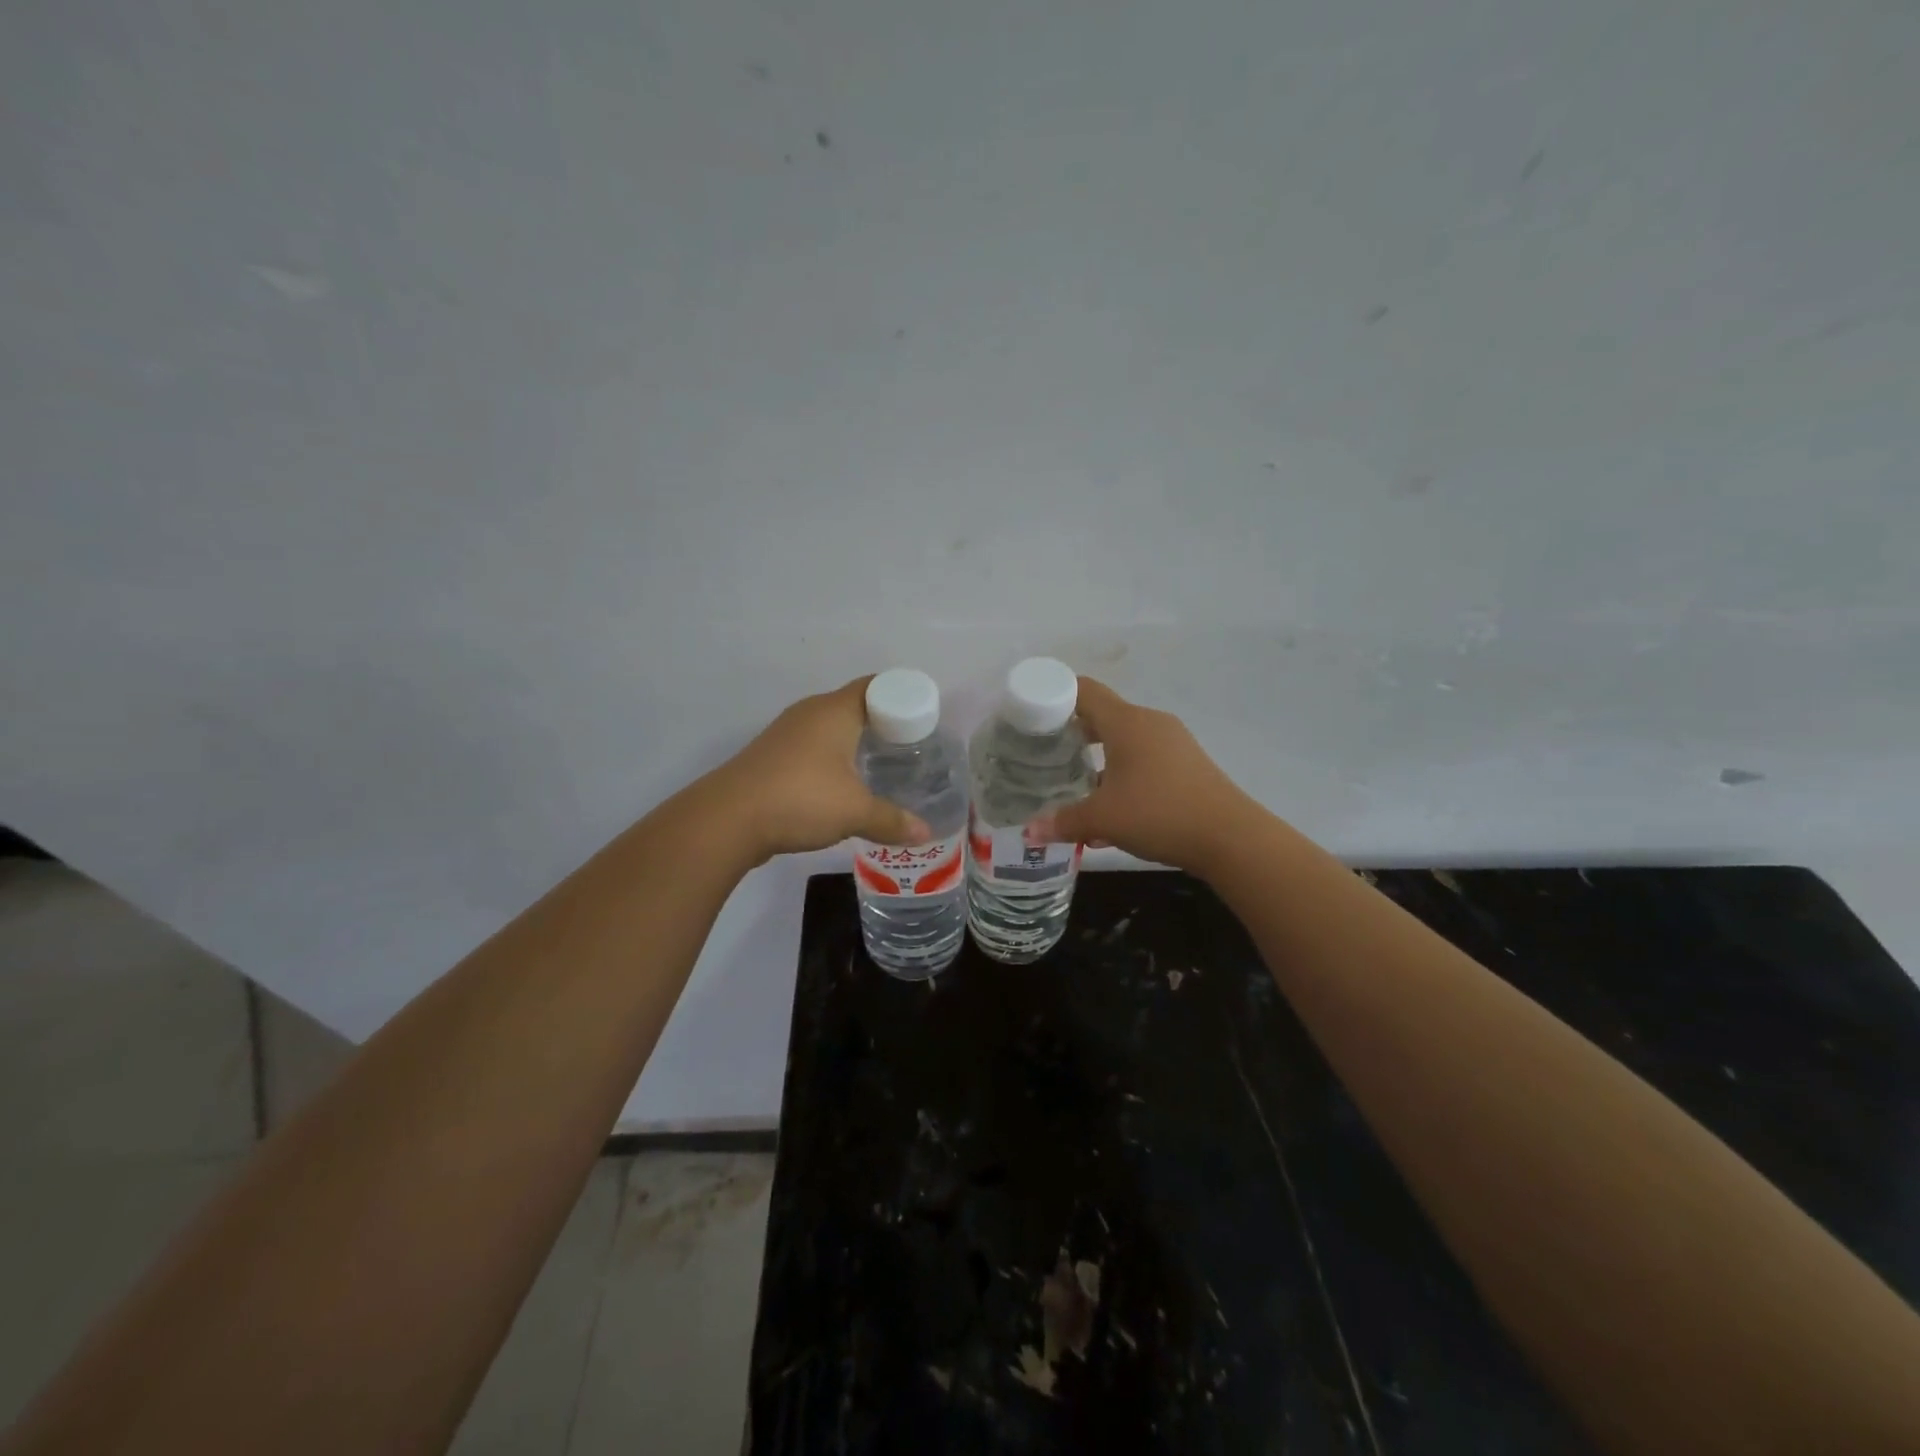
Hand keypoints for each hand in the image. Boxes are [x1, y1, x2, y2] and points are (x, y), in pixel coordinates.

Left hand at [707, 678, 931, 864]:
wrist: (727, 819)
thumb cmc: (800, 799)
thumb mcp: (854, 812)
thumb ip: (892, 820)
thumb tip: (925, 832)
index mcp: (834, 711)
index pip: (876, 686)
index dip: (902, 697)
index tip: (922, 719)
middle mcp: (810, 713)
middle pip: (854, 705)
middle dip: (882, 722)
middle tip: (909, 745)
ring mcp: (786, 733)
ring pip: (830, 727)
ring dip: (854, 742)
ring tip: (881, 764)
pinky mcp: (771, 756)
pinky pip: (812, 747)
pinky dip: (832, 758)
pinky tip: (842, 783)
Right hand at [1027, 678, 1253, 873]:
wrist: (1230, 837)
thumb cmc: (1159, 814)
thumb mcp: (1102, 820)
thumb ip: (1062, 822)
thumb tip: (1029, 832)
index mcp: (1126, 722)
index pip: (1084, 690)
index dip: (1055, 694)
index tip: (1032, 713)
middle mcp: (1149, 723)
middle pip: (1103, 714)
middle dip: (1072, 731)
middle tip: (1045, 750)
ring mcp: (1173, 742)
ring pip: (1125, 739)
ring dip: (1098, 756)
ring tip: (1074, 781)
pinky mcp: (1187, 764)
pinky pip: (1144, 758)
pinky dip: (1122, 772)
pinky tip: (1112, 807)